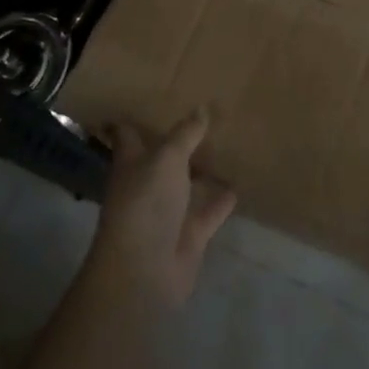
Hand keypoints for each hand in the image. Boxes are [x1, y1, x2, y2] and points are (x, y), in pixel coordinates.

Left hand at [89, 111, 236, 310]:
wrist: (144, 272)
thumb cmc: (145, 205)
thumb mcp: (166, 159)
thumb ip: (185, 134)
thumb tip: (202, 107)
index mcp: (132, 163)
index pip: (128, 133)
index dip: (132, 117)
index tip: (143, 96)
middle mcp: (148, 183)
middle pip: (162, 156)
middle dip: (177, 139)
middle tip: (202, 111)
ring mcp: (169, 211)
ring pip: (188, 183)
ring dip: (203, 168)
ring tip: (228, 141)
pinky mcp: (190, 234)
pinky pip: (210, 210)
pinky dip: (223, 199)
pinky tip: (241, 182)